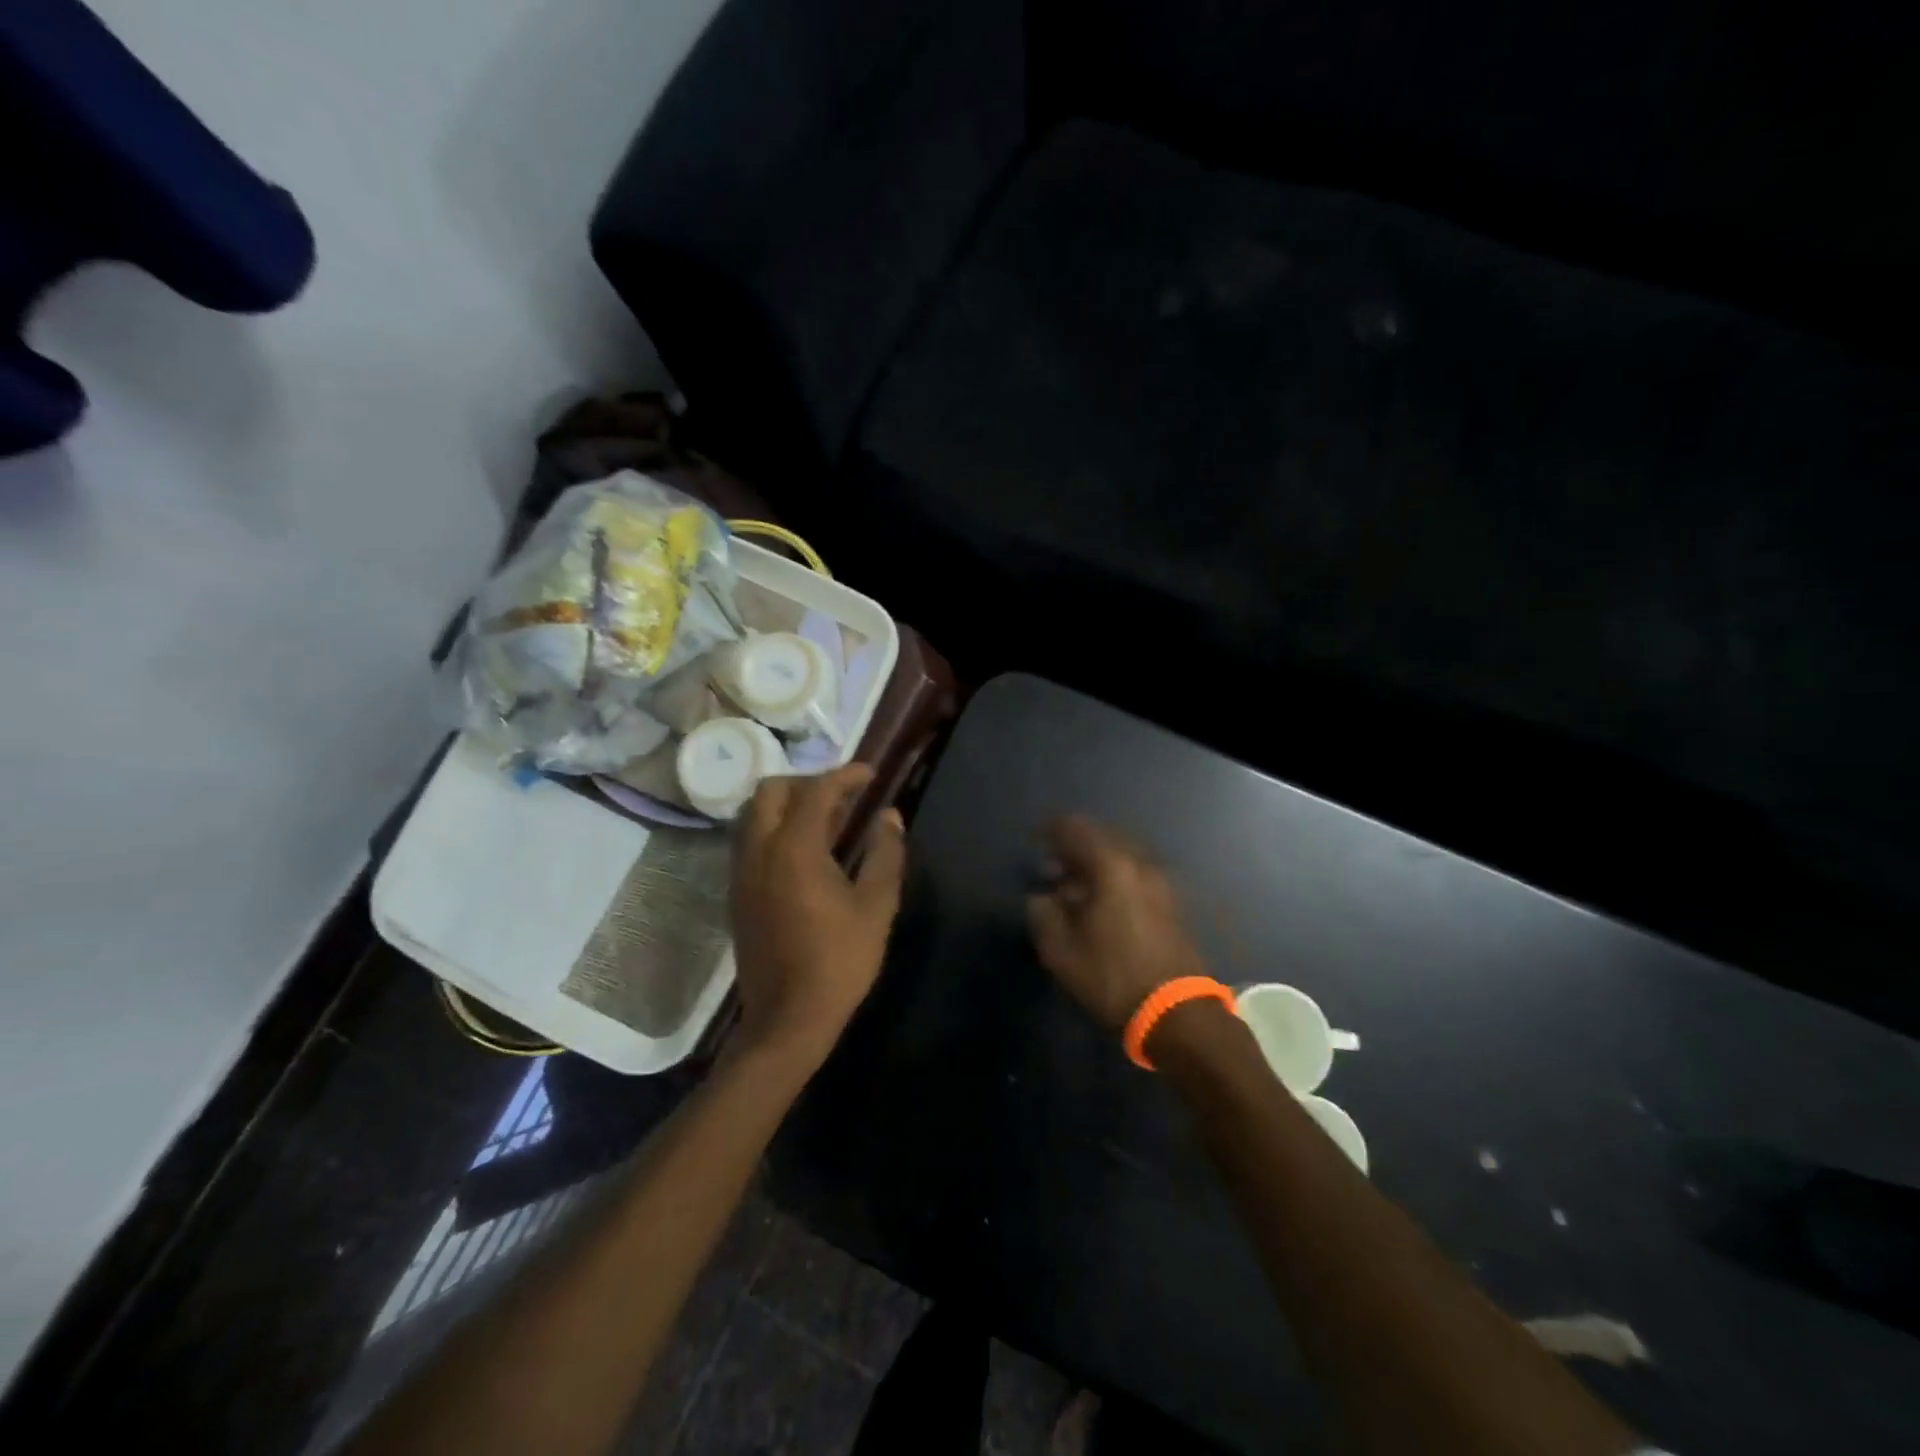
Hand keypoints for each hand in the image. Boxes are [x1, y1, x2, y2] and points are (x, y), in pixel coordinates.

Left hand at [731, 764, 907, 1066]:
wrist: (787, 1018)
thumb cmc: (839, 961)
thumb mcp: (876, 907)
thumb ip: (885, 854)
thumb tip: (890, 816)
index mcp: (794, 849)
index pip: (816, 791)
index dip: (846, 776)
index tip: (871, 774)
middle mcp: (759, 851)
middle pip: (770, 791)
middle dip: (807, 782)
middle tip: (842, 796)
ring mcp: (742, 873)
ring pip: (753, 815)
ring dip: (787, 805)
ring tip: (827, 821)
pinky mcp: (737, 894)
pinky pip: (750, 841)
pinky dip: (774, 829)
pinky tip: (806, 852)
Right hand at [1026, 815, 1208, 1032]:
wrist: (1176, 1012)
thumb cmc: (1112, 976)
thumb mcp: (1061, 950)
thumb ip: (1043, 913)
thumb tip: (1042, 897)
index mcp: (1111, 865)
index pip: (1075, 828)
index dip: (1051, 830)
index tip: (1035, 840)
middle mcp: (1140, 863)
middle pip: (1102, 837)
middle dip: (1074, 846)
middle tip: (1052, 867)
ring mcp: (1161, 882)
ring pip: (1121, 855)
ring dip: (1096, 863)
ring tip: (1075, 887)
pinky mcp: (1171, 902)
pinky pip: (1135, 873)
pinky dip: (1114, 877)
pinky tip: (1101, 902)